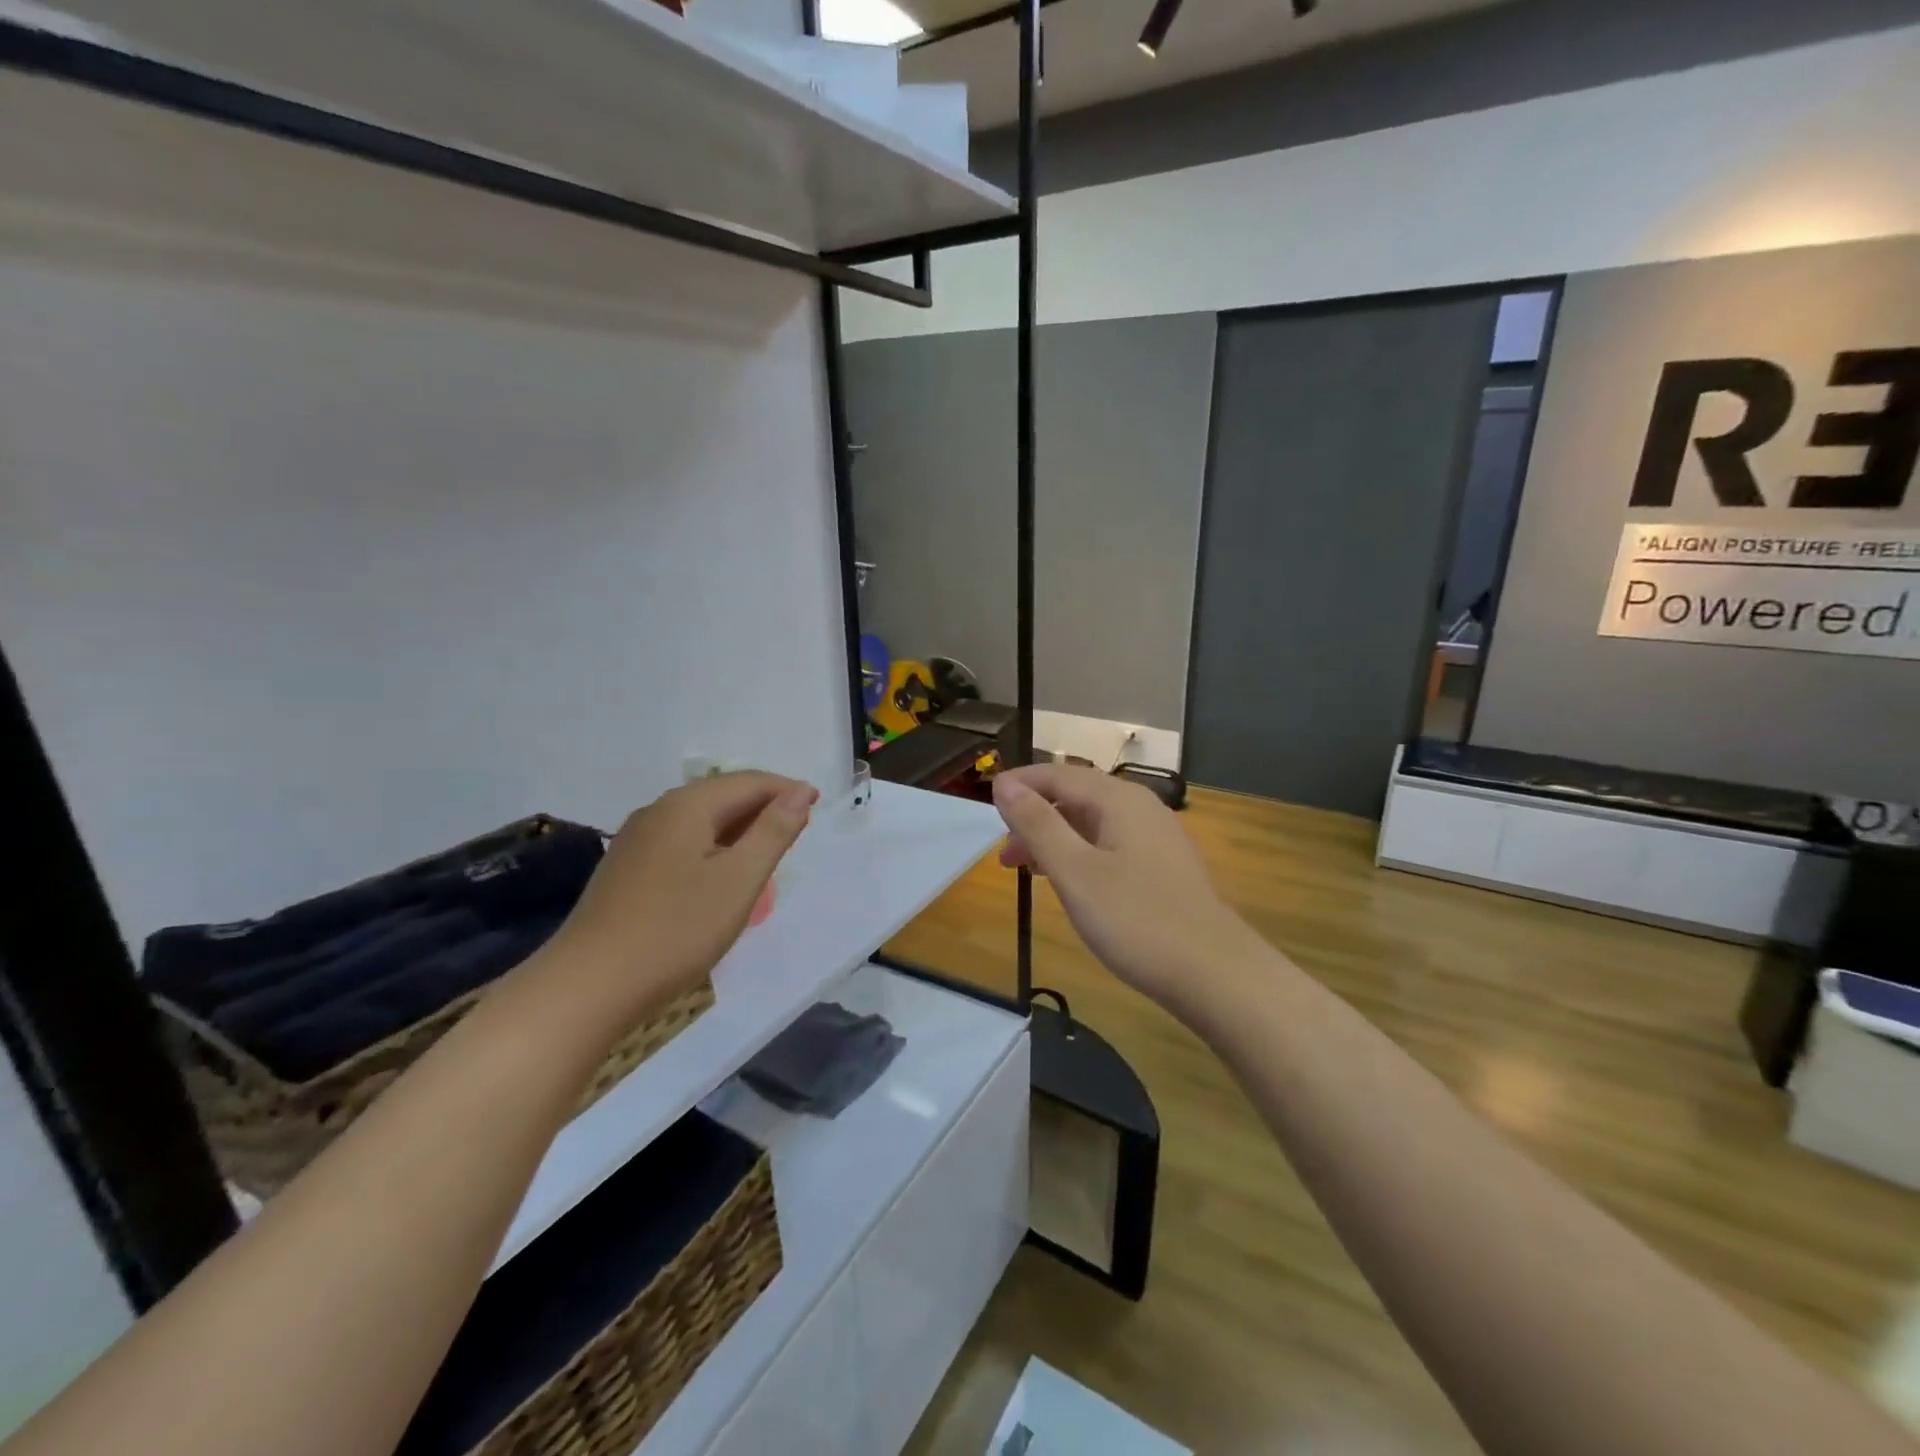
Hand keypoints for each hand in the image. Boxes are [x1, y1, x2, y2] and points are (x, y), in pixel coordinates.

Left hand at [544, 772, 817, 1019]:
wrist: (589, 985)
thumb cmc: (677, 929)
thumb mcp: (740, 879)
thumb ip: (774, 830)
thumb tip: (800, 791)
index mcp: (688, 805)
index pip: (749, 782)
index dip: (786, 790)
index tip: (817, 807)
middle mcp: (659, 811)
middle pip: (722, 795)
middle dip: (763, 808)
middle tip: (797, 832)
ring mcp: (636, 840)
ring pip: (700, 820)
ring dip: (738, 829)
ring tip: (765, 855)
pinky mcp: (626, 869)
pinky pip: (681, 842)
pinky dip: (712, 848)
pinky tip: (719, 876)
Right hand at [993, 765, 1260, 1010]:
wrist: (1215, 974)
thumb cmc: (1136, 920)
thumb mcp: (1075, 871)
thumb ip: (1038, 824)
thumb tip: (1004, 784)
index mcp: (1118, 800)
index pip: (1059, 775)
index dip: (1020, 784)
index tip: (986, 800)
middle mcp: (1141, 808)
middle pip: (1076, 796)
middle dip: (1035, 816)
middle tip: (1004, 852)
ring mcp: (1157, 838)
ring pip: (1093, 824)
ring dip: (1056, 838)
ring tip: (1028, 870)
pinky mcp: (1164, 867)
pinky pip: (1111, 845)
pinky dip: (1081, 854)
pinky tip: (1071, 883)